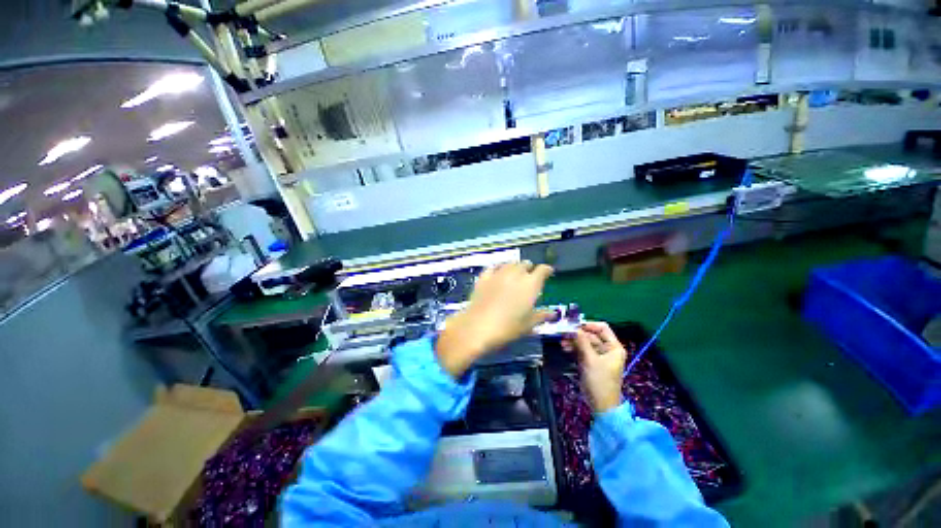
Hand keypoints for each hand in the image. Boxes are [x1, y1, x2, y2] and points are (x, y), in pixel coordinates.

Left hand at [436, 262, 553, 377]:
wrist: (478, 326)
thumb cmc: (507, 327)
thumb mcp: (528, 324)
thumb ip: (541, 315)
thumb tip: (553, 313)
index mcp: (530, 284)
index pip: (542, 270)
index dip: (546, 270)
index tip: (548, 272)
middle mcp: (516, 274)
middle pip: (525, 264)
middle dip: (530, 268)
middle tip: (530, 276)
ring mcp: (498, 273)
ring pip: (510, 264)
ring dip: (515, 267)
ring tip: (515, 273)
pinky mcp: (484, 277)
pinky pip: (493, 267)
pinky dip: (498, 268)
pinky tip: (497, 273)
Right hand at [562, 322, 627, 412]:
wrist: (601, 405)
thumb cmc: (600, 381)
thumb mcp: (590, 359)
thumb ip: (582, 341)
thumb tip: (573, 327)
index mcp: (613, 347)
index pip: (602, 328)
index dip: (588, 324)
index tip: (573, 325)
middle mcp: (607, 349)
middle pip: (591, 335)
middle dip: (577, 334)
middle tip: (563, 332)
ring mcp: (599, 356)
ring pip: (585, 342)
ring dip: (574, 341)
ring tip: (562, 342)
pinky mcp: (591, 362)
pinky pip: (582, 350)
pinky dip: (574, 348)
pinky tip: (565, 348)